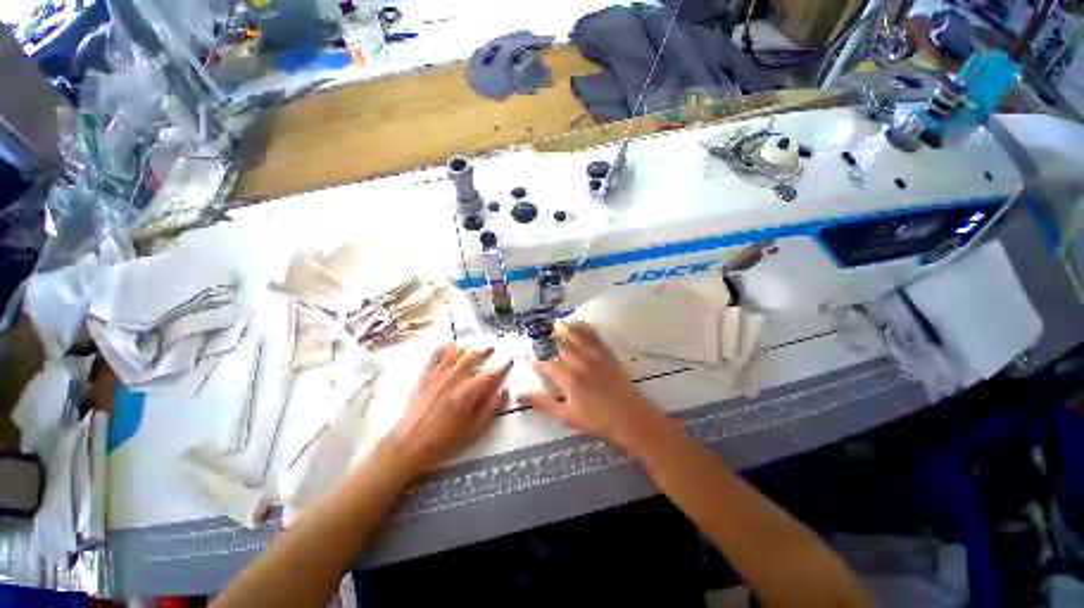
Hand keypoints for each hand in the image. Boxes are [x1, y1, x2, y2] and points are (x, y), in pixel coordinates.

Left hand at [387, 343, 511, 474]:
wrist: (413, 441)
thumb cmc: (446, 440)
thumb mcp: (475, 430)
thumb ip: (491, 409)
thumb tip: (504, 390)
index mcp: (468, 393)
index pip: (491, 372)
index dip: (503, 364)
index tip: (511, 358)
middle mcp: (453, 378)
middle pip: (473, 354)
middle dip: (486, 348)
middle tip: (494, 346)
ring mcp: (437, 373)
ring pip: (455, 349)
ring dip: (468, 345)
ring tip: (476, 346)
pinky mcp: (425, 373)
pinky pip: (437, 352)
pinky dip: (448, 345)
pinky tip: (453, 347)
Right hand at [517, 322, 671, 451]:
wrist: (630, 417)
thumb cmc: (597, 420)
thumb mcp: (566, 415)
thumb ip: (543, 403)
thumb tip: (520, 394)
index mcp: (569, 378)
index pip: (548, 365)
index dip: (536, 362)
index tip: (527, 358)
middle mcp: (581, 363)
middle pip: (563, 345)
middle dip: (550, 338)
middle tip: (540, 332)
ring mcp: (597, 357)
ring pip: (579, 336)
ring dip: (567, 328)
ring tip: (558, 323)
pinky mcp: (610, 356)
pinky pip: (596, 338)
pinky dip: (587, 329)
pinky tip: (582, 325)